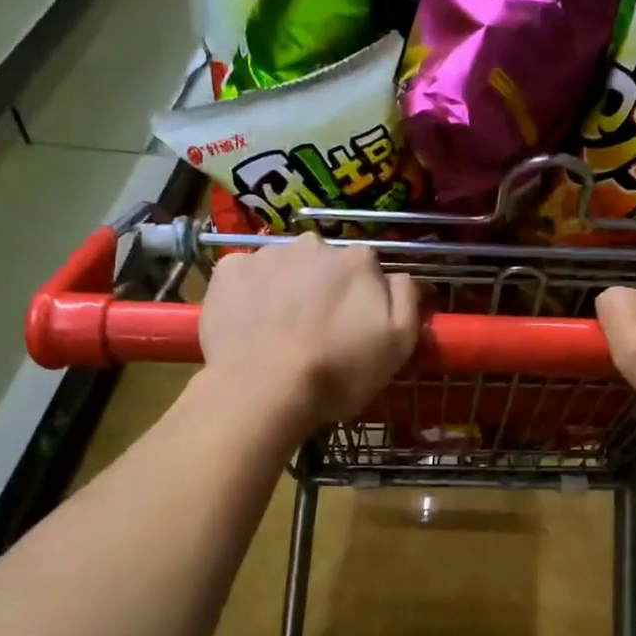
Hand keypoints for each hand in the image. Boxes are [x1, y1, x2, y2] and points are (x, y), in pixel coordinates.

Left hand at [200, 233, 418, 433]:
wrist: (263, 390)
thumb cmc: (338, 372)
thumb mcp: (399, 343)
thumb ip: (407, 298)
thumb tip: (400, 276)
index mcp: (358, 260)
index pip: (368, 270)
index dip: (363, 299)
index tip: (355, 327)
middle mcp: (314, 244)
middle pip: (325, 264)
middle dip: (323, 289)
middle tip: (316, 331)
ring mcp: (267, 254)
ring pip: (285, 267)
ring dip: (287, 289)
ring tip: (280, 331)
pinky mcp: (229, 270)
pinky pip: (246, 275)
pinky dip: (249, 293)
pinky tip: (250, 324)